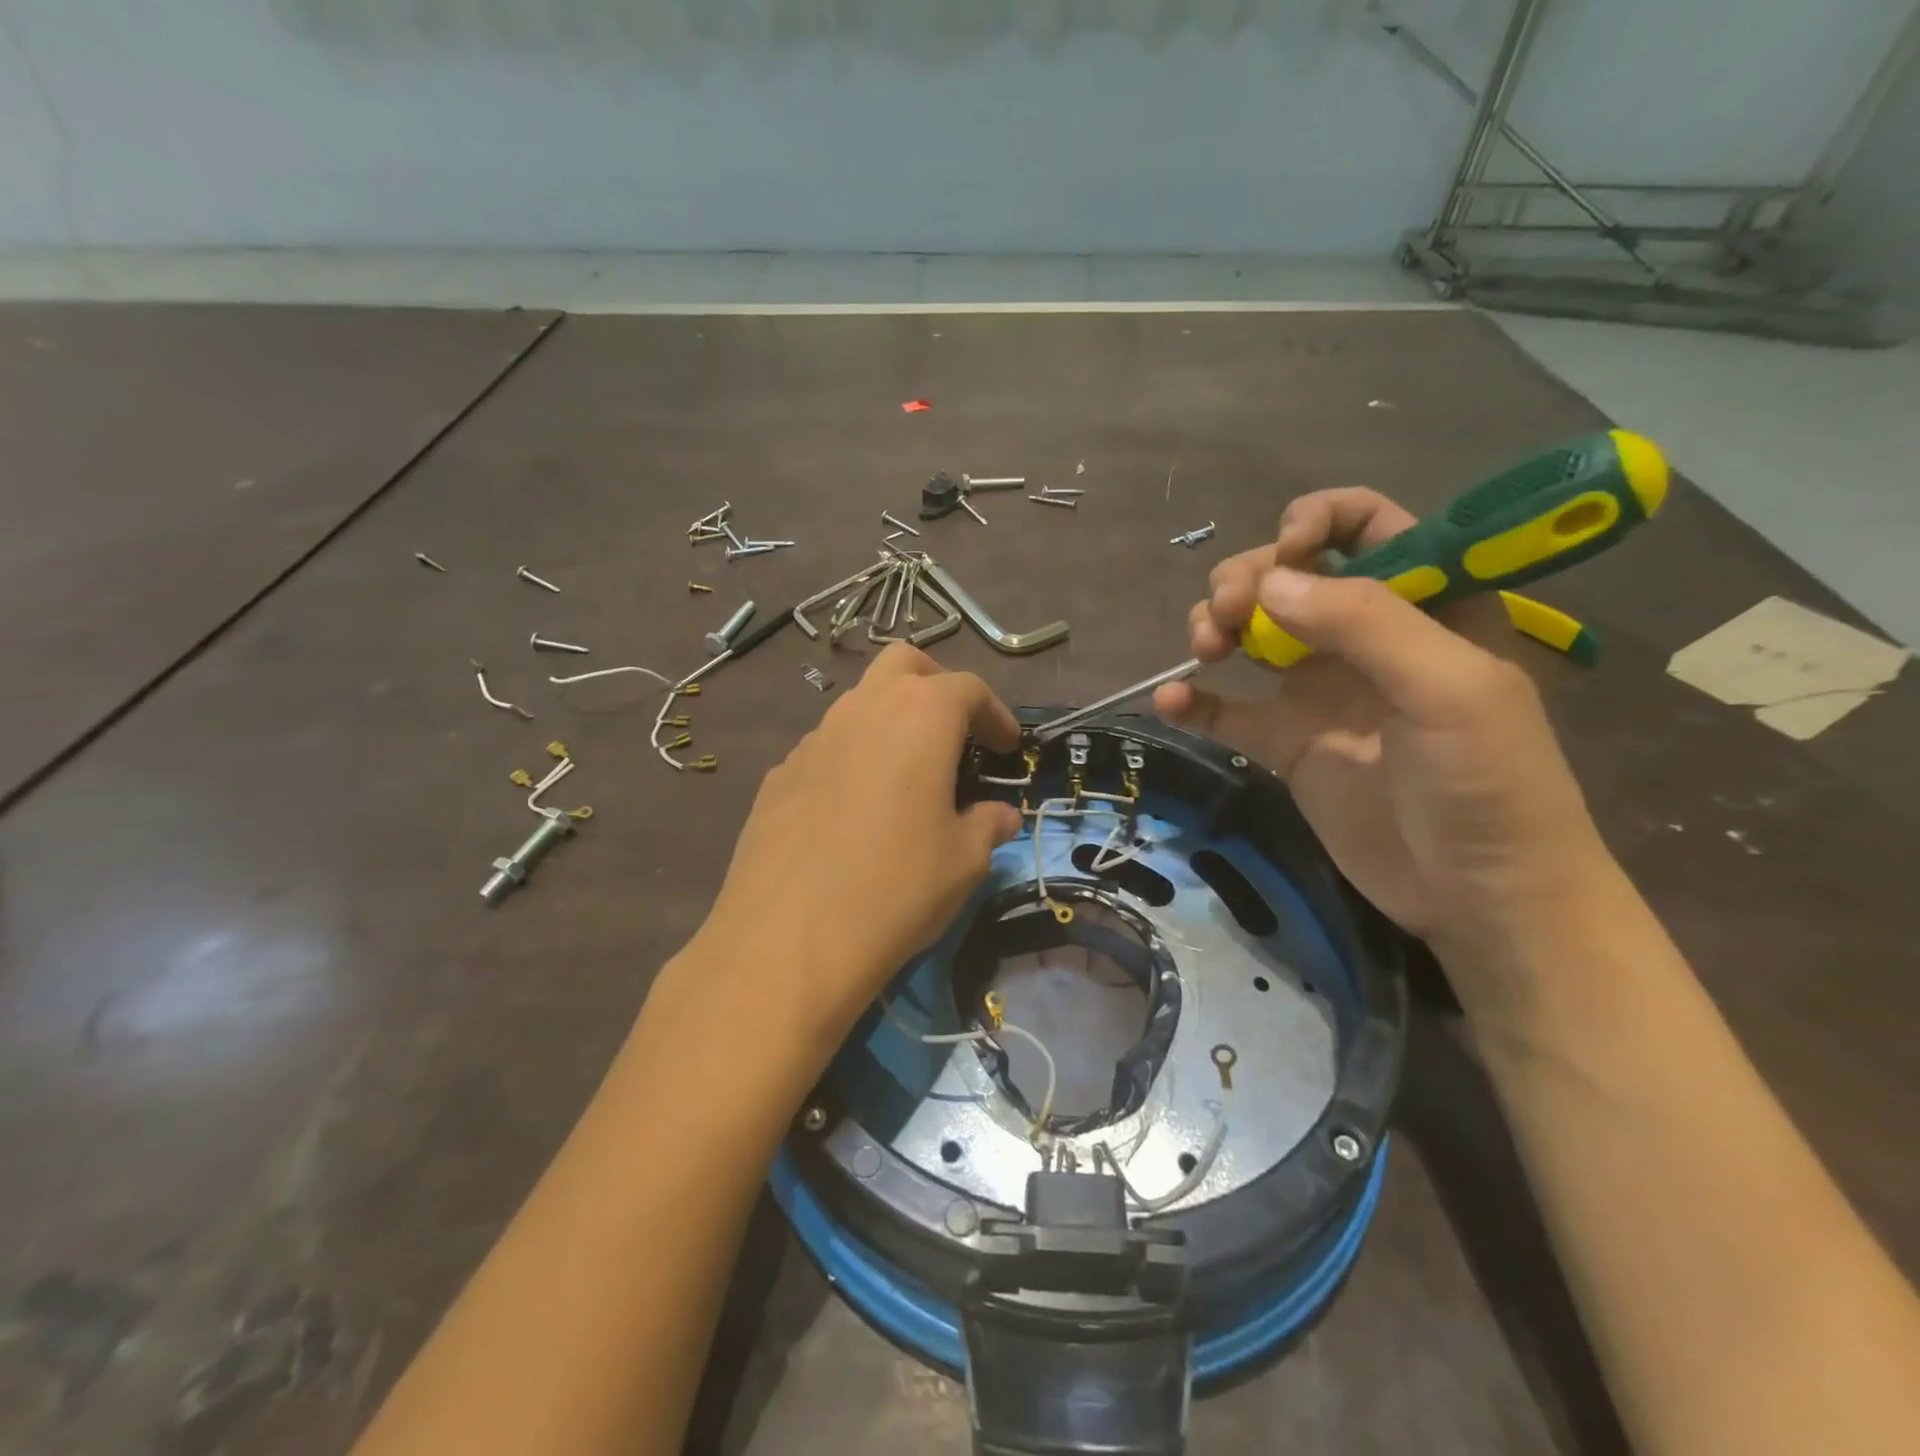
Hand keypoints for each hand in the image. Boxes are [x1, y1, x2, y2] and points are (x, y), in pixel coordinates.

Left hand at [687, 644, 1022, 1056]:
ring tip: (907, 778)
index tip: (1007, 748)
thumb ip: (988, 826)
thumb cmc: (897, 888)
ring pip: (860, 704)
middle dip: (937, 686)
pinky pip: (827, 749)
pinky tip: (855, 813)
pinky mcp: (778, 775)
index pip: (967, 688)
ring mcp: (813, 739)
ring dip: (891, 724)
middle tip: (956, 731)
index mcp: (919, 716)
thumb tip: (1000, 816)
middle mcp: (862, 709)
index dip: (996, 714)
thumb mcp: (964, 861)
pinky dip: (853, 760)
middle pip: (904, 665)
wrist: (787, 941)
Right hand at [1154, 488, 1610, 962]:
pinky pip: (1228, 709)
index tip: (1285, 553)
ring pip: (1250, 632)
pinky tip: (1172, 700)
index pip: (1367, 525)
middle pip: (1289, 576)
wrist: (1479, 897)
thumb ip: (1364, 623)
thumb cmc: (1490, 784)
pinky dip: (1195, 700)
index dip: (1318, 522)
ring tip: (1204, 650)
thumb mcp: (1448, 689)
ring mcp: (1320, 690)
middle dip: (1248, 579)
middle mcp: (1366, 637)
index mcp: (1424, 604)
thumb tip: (1268, 582)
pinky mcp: (1286, 742)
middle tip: (1229, 616)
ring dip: (1215, 627)